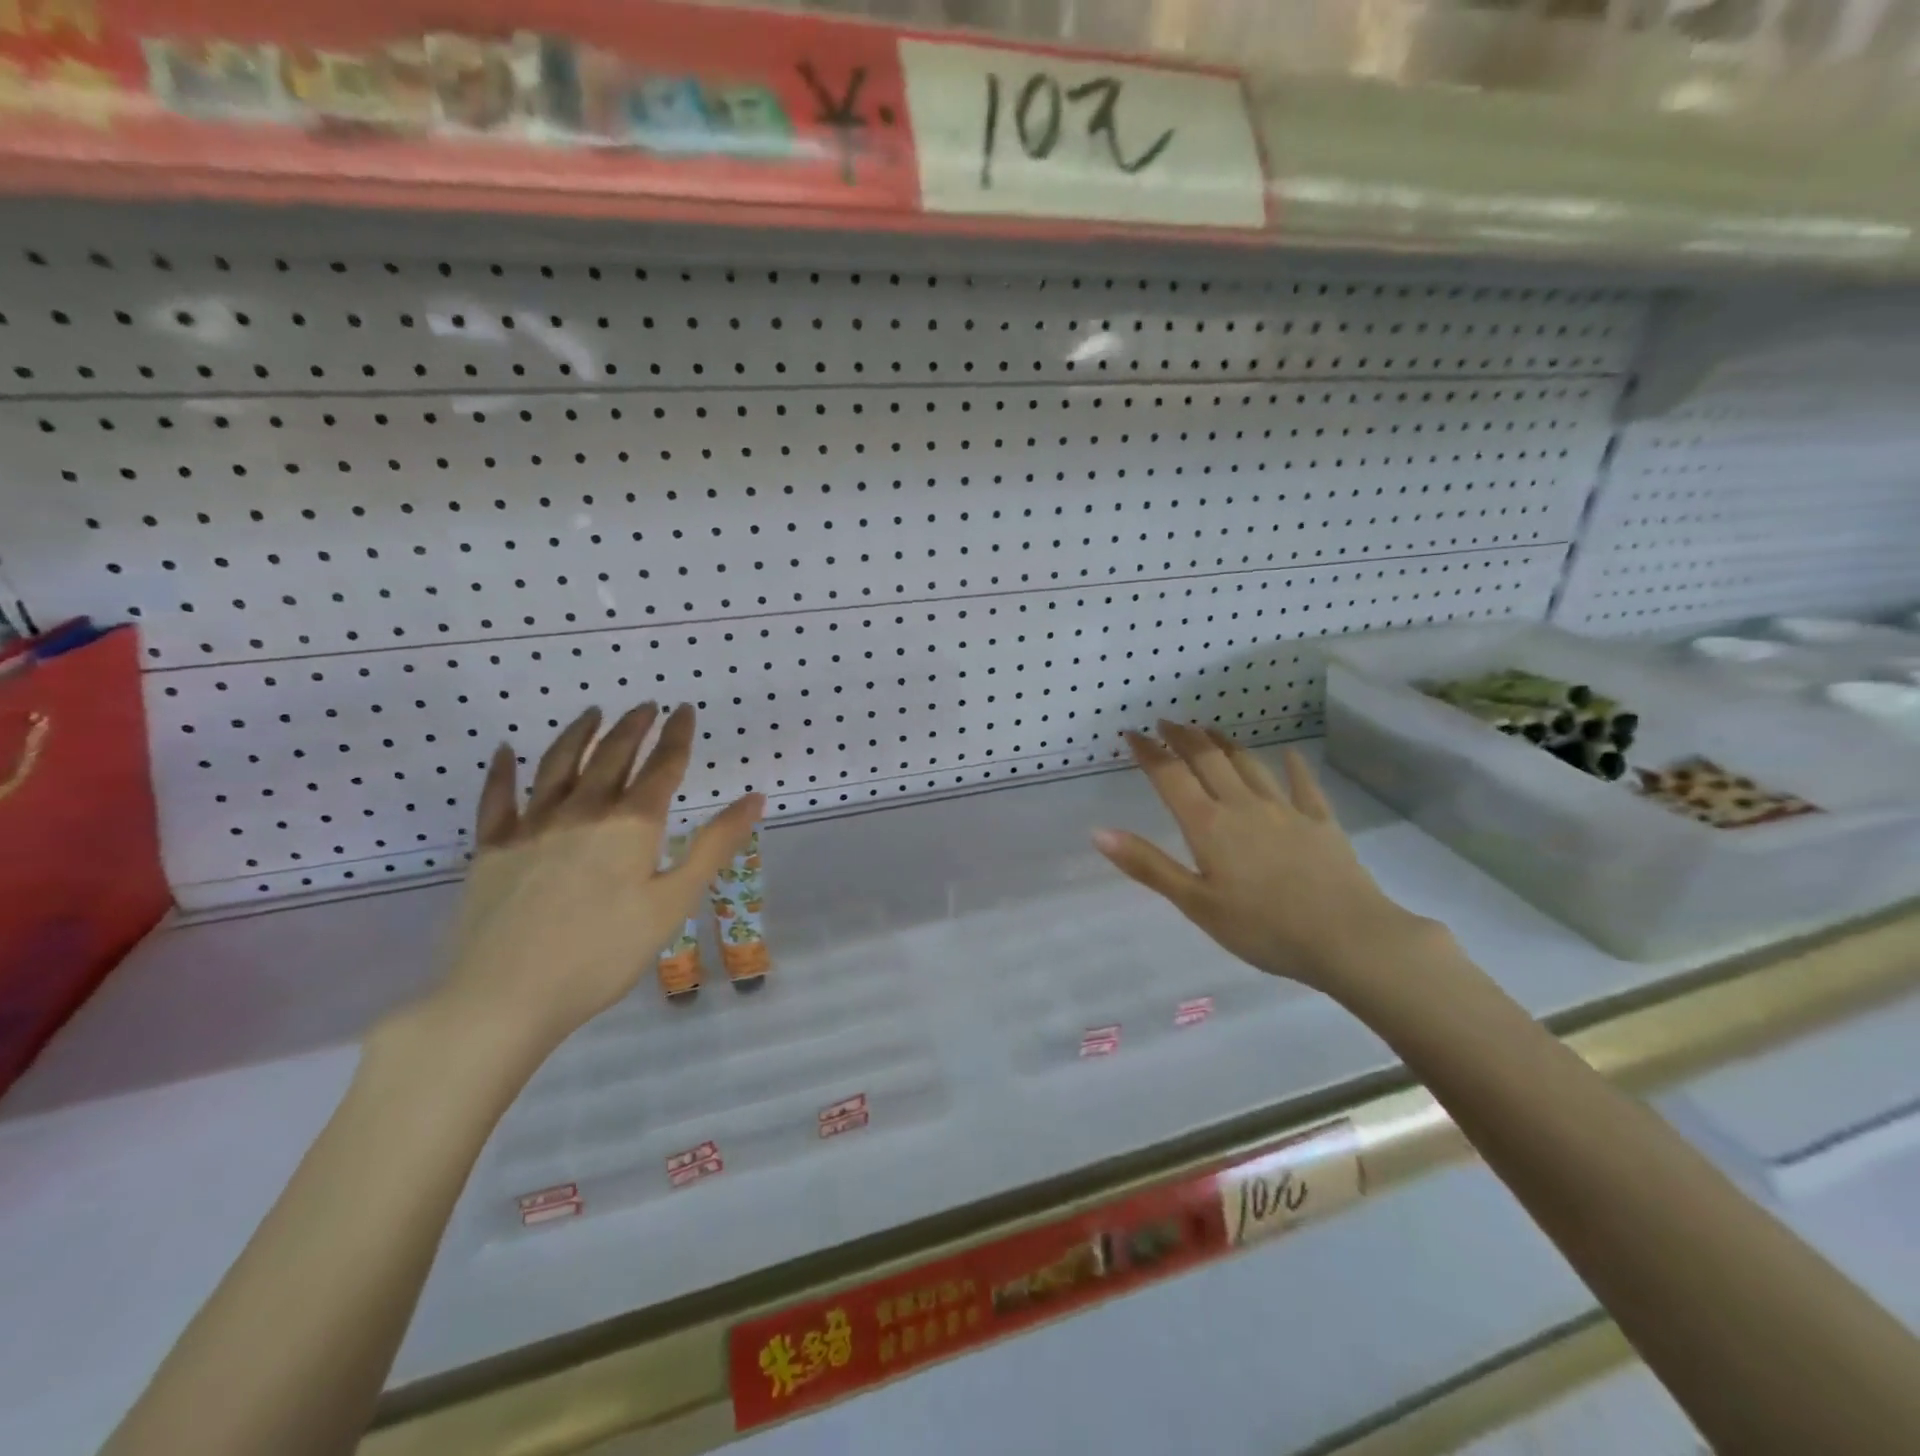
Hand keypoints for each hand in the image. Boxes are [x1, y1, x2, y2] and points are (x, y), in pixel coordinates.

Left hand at [430, 703, 761, 1061]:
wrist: (504, 997)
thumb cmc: (603, 955)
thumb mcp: (673, 903)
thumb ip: (713, 846)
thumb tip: (754, 799)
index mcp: (631, 825)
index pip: (662, 767)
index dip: (677, 736)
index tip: (684, 710)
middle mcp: (583, 811)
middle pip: (612, 756)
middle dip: (633, 727)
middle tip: (645, 706)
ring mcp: (531, 826)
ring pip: (558, 765)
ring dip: (579, 735)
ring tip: (593, 714)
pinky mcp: (491, 849)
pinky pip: (497, 798)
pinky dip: (502, 771)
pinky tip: (504, 751)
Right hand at [1093, 723, 1437, 1000]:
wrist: (1349, 938)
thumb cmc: (1263, 928)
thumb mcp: (1196, 903)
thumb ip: (1148, 865)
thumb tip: (1098, 832)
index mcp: (1208, 825)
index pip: (1171, 776)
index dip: (1149, 752)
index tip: (1132, 733)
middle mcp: (1243, 805)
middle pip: (1208, 760)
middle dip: (1184, 738)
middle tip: (1167, 722)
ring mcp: (1285, 810)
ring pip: (1249, 765)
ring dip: (1225, 744)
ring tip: (1209, 731)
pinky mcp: (1320, 822)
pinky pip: (1304, 785)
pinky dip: (1293, 767)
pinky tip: (1291, 755)